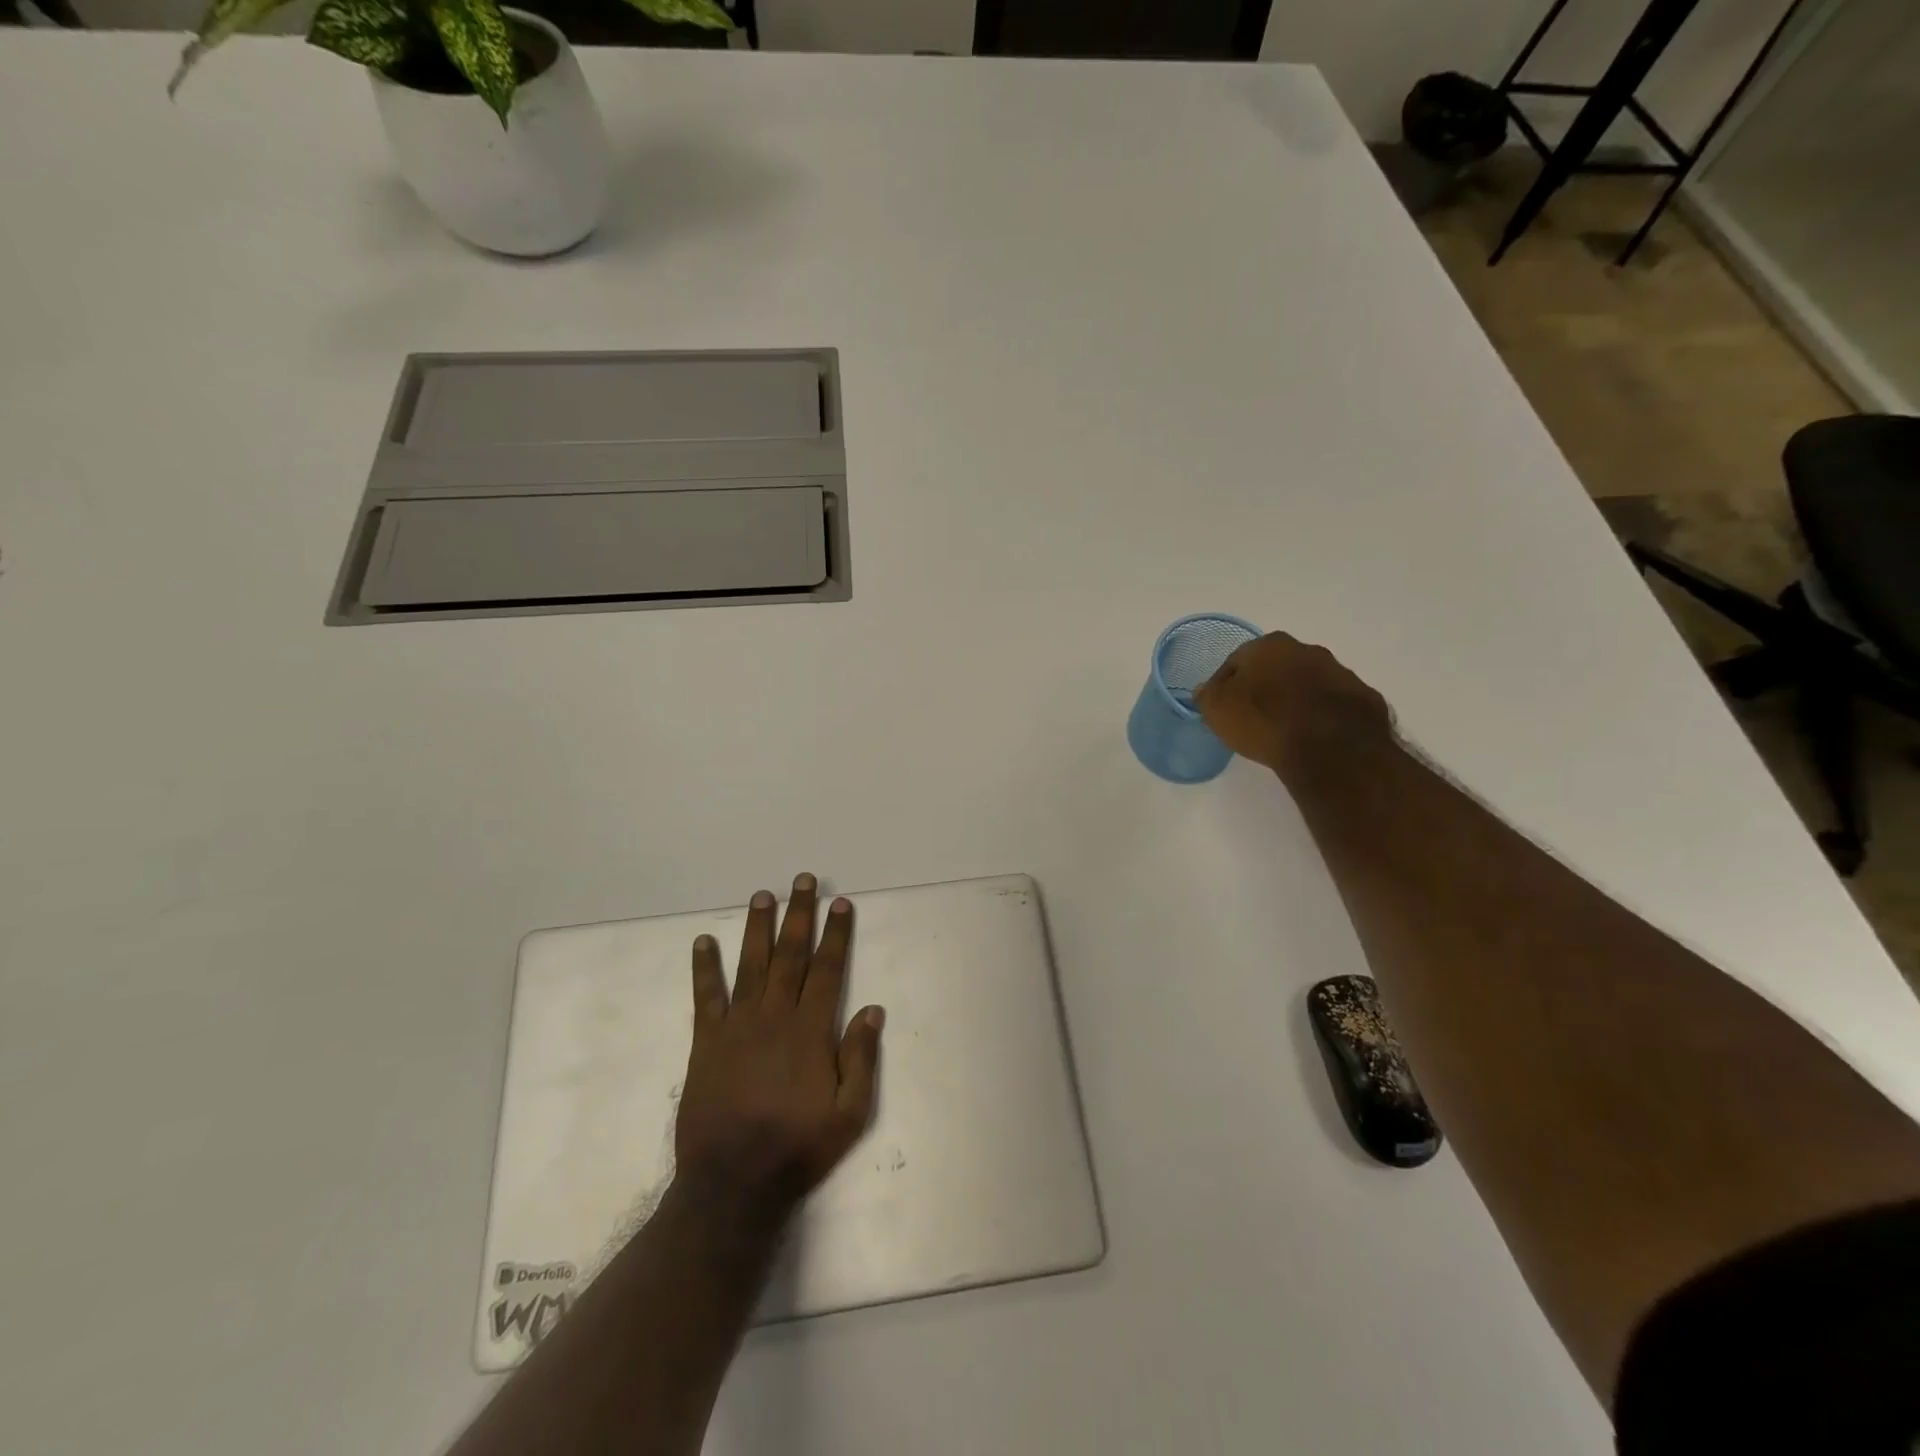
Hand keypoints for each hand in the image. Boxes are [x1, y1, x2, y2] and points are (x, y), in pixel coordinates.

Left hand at [675, 874, 884, 1221]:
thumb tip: (873, 1009)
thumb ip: (861, 1059)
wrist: (733, 1183)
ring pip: (750, 964)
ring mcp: (737, 1026)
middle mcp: (774, 1016)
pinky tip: (703, 942)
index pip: (827, 969)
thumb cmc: (798, 1148)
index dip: (836, 934)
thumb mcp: (849, 1114)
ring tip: (763, 895)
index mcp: (810, 1030)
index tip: (841, 904)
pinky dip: (704, 968)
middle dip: (799, 915)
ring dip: (758, 928)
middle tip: (803, 881)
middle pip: (790, 955)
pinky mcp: (706, 1042)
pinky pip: (705, 997)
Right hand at [1193, 632, 1392, 779]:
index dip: (1226, 685)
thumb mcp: (1218, 710)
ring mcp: (1339, 672)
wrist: (1331, 747)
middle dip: (1264, 687)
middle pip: (1275, 667)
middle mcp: (1306, 649)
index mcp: (1268, 645)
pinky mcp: (1363, 697)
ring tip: (1284, 729)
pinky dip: (1321, 715)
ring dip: (1294, 699)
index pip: (1236, 661)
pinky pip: (1333, 704)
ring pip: (1306, 683)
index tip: (1222, 707)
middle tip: (1253, 716)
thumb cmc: (1264, 721)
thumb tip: (1205, 689)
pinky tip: (1312, 736)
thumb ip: (1207, 696)